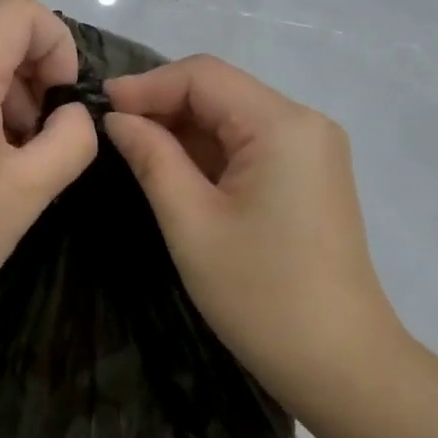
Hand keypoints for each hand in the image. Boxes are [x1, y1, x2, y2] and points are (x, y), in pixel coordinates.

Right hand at [103, 57, 408, 409]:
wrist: (338, 361)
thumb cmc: (259, 293)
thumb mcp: (191, 222)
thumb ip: (152, 158)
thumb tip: (117, 118)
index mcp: (282, 125)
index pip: (204, 76)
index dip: (148, 85)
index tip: (99, 107)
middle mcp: (305, 124)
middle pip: (222, 92)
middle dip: (164, 106)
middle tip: (111, 133)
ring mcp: (312, 151)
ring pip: (234, 119)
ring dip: (184, 130)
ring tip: (134, 152)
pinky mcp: (309, 178)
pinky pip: (251, 146)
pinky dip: (210, 153)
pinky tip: (176, 171)